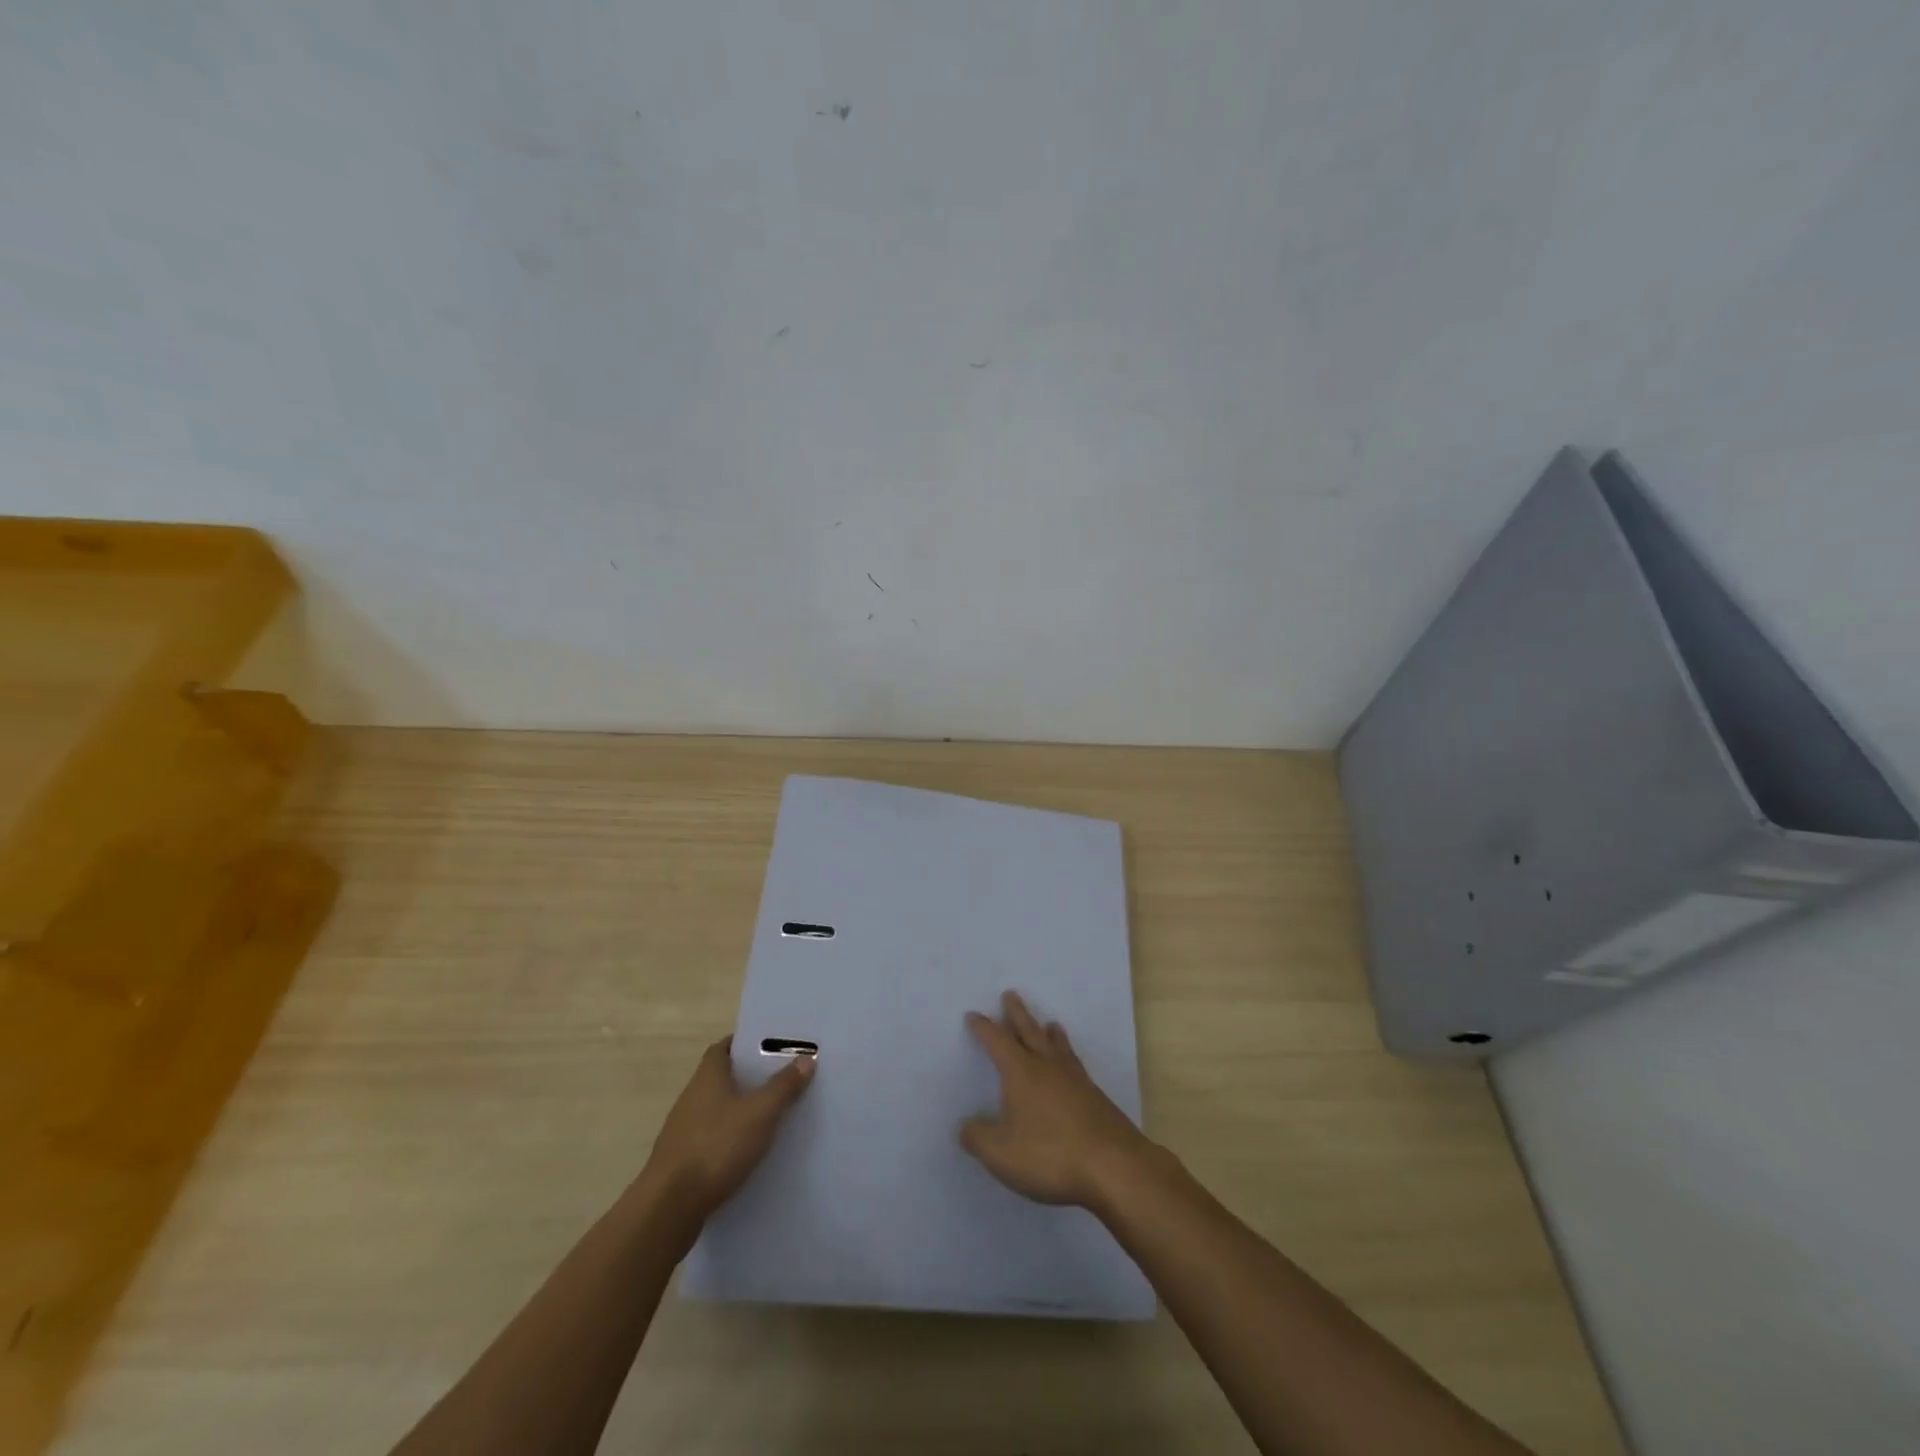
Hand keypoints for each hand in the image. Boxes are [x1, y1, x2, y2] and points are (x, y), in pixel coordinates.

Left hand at [640, 1037, 813, 1227]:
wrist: (669, 1208)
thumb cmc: (716, 1147)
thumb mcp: (760, 1113)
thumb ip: (784, 1086)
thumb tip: (807, 1058)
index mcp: (708, 1077)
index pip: (724, 1047)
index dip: (745, 1044)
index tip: (771, 1046)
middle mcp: (692, 1097)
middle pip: (722, 1078)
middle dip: (749, 1077)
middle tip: (781, 1079)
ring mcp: (683, 1130)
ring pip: (717, 1109)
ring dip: (740, 1110)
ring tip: (771, 1116)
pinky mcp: (682, 1160)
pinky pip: (712, 1138)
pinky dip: (730, 1138)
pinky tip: (749, 1152)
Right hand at [960, 990, 1156, 1209]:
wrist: (1113, 1165)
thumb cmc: (1050, 1154)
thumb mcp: (1001, 1153)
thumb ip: (978, 1138)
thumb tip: (965, 1125)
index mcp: (1021, 1072)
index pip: (997, 1041)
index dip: (984, 1028)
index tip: (973, 1015)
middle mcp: (1048, 1066)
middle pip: (1030, 1031)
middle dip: (1017, 1013)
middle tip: (1010, 994)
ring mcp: (1075, 1079)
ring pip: (1058, 1046)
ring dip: (1049, 1032)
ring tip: (1050, 1023)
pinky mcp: (1095, 1097)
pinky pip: (1075, 1064)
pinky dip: (1068, 1055)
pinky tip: (1071, 1067)